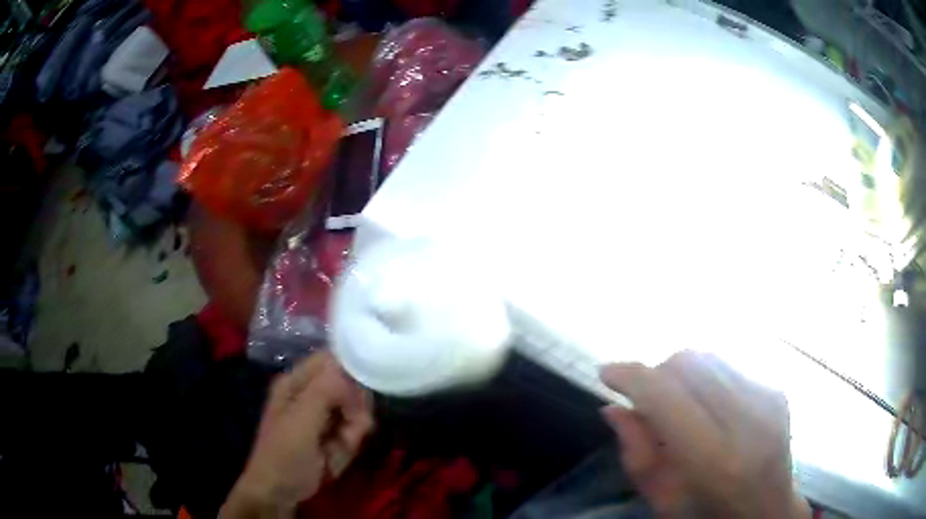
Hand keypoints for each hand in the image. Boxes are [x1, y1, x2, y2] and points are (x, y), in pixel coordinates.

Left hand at [221, 352, 373, 517]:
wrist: (279, 492)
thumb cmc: (284, 455)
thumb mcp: (301, 422)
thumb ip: (324, 392)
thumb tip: (348, 366)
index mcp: (296, 382)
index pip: (332, 360)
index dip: (350, 375)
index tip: (356, 400)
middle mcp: (311, 392)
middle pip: (350, 386)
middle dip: (354, 411)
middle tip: (346, 432)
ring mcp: (322, 414)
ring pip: (357, 410)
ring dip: (352, 433)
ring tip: (336, 449)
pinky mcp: (332, 432)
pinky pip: (355, 430)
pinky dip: (350, 445)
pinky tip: (335, 457)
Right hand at [600, 350, 809, 518]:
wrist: (769, 510)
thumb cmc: (709, 515)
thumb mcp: (663, 501)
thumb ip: (637, 456)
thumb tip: (612, 408)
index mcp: (717, 460)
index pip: (667, 396)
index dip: (632, 376)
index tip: (606, 373)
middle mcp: (749, 419)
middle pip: (689, 363)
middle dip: (657, 374)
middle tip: (647, 402)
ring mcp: (769, 397)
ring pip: (709, 356)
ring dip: (681, 373)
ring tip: (678, 404)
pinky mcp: (777, 387)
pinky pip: (729, 364)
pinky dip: (706, 378)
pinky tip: (707, 406)